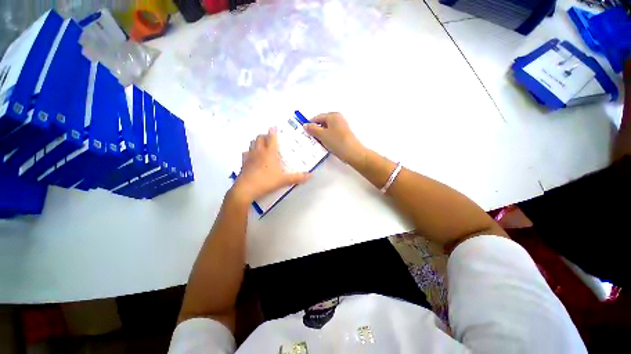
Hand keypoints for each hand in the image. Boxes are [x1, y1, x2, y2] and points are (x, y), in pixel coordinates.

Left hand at [232, 128, 309, 202]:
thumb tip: (310, 175)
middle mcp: (259, 152)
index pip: (271, 138)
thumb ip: (297, 177)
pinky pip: (245, 153)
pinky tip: (251, 156)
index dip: (273, 131)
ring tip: (261, 144)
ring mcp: (249, 156)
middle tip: (269, 137)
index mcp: (270, 153)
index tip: (274, 127)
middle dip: (264, 135)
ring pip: (252, 143)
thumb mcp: (284, 180)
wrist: (246, 189)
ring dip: (256, 141)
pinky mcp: (243, 163)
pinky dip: (249, 152)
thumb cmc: (267, 181)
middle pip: (260, 138)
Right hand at [304, 112, 365, 165]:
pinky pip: (332, 135)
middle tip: (310, 137)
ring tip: (317, 142)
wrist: (352, 153)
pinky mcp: (343, 135)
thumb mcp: (322, 135)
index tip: (304, 130)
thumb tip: (306, 125)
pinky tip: (325, 145)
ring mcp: (341, 127)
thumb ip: (312, 129)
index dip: (310, 123)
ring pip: (327, 130)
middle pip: (323, 123)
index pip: (318, 117)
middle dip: (316, 130)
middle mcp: (338, 119)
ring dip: (321, 135)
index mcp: (333, 116)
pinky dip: (327, 138)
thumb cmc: (337, 142)